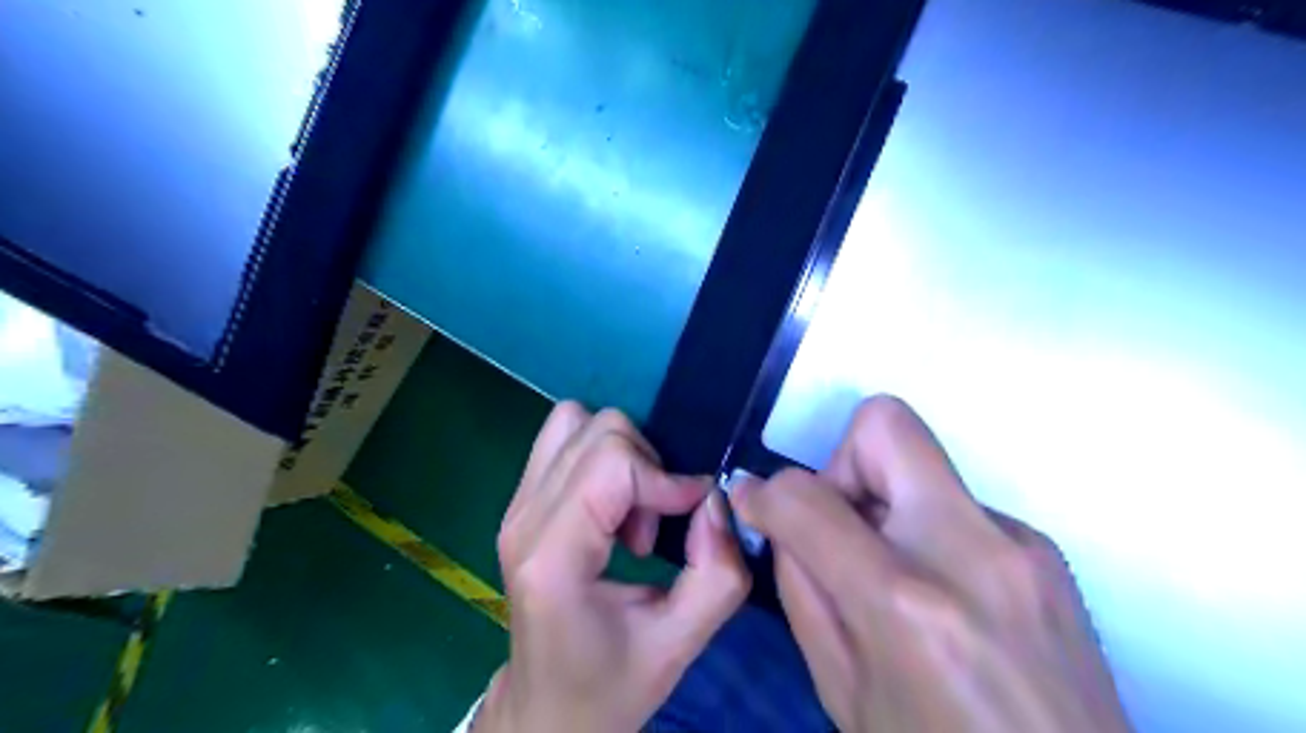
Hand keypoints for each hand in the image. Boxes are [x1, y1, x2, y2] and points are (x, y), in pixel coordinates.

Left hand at [475, 404, 750, 728]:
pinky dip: (602, 456)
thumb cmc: (609, 685)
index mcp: (554, 556)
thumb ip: (717, 573)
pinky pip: (565, 439)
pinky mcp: (520, 501)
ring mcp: (515, 505)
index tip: (694, 512)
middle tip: (654, 526)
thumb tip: (715, 501)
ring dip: (622, 455)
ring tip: (632, 513)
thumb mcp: (679, 644)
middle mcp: (524, 517)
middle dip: (646, 467)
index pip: (612, 463)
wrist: (546, 710)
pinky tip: (612, 506)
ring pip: (576, 421)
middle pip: (598, 430)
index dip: (666, 478)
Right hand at [733, 399, 1132, 732]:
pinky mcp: (1044, 550)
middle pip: (885, 425)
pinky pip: (955, 505)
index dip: (766, 493)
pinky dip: (926, 530)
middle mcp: (971, 552)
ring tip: (892, 575)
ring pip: (921, 463)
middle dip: (841, 463)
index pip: (807, 498)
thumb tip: (785, 521)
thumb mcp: (842, 692)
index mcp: (907, 603)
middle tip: (840, 527)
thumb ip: (803, 590)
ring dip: (884, 502)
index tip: (756, 503)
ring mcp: (1020, 544)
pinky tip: (943, 595)